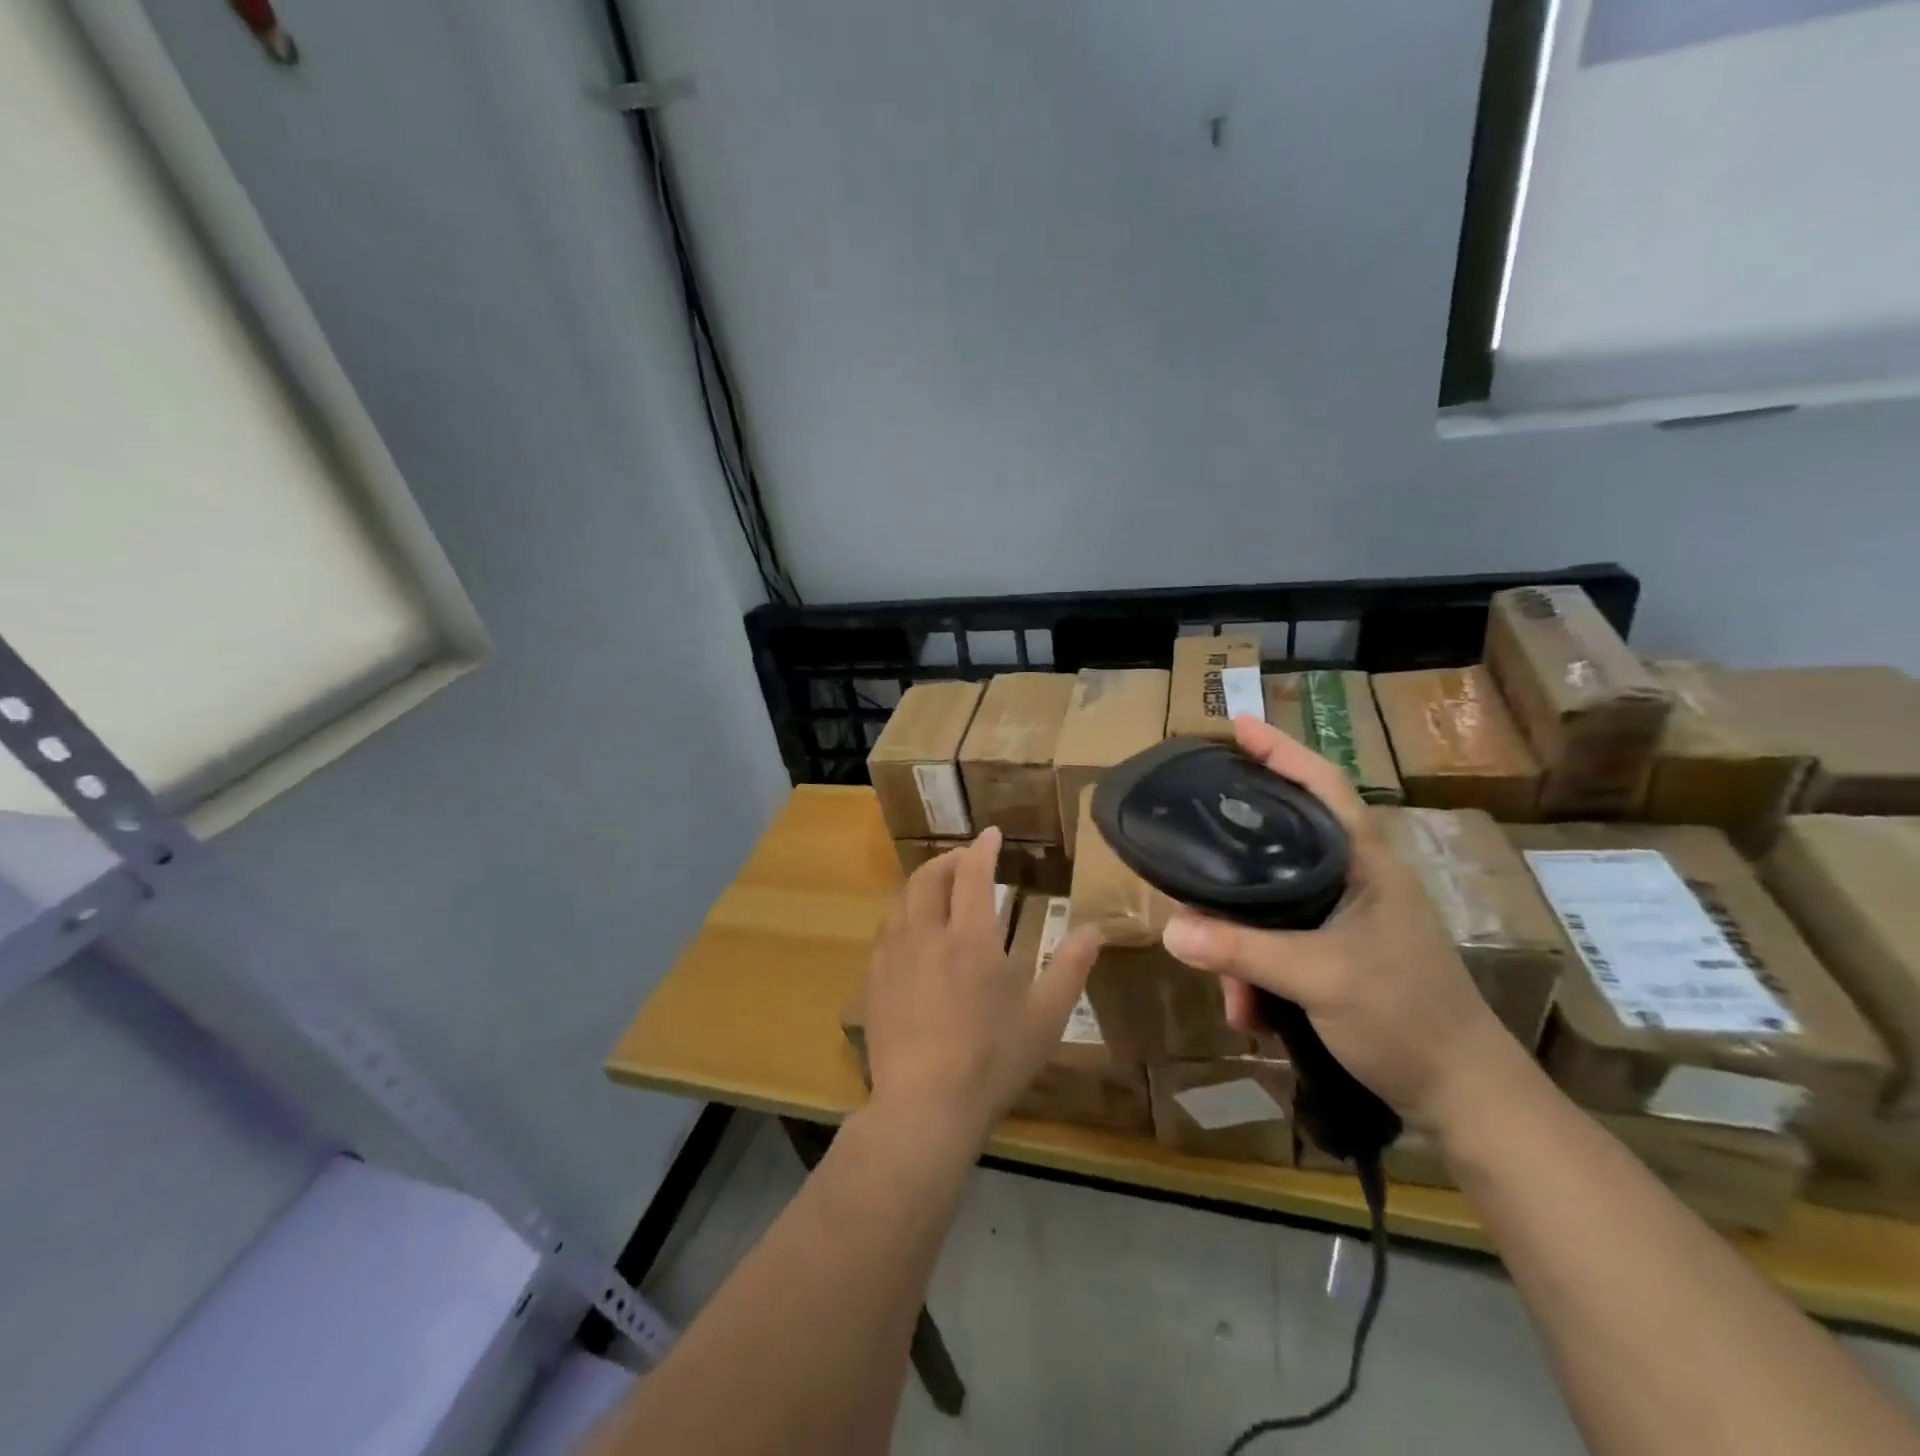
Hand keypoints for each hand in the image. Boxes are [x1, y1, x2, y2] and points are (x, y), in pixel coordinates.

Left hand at [863, 828, 1101, 1146]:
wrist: (924, 1107)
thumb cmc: (992, 1061)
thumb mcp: (1045, 1018)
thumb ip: (1071, 968)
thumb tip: (1095, 929)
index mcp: (971, 939)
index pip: (974, 874)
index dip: (983, 848)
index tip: (991, 834)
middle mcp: (927, 935)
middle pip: (930, 877)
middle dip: (949, 859)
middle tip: (967, 860)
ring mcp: (894, 956)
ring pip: (903, 899)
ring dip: (924, 883)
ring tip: (940, 889)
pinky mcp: (874, 980)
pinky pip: (886, 930)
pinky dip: (904, 914)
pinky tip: (912, 932)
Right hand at [1159, 715, 1515, 1132]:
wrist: (1464, 1096)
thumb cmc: (1405, 1016)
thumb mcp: (1318, 978)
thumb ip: (1242, 951)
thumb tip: (1169, 930)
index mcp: (1364, 863)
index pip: (1322, 785)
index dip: (1282, 750)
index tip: (1238, 724)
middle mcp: (1355, 880)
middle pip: (1281, 844)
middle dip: (1233, 870)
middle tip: (1192, 862)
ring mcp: (1348, 919)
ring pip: (1272, 906)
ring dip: (1242, 947)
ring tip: (1231, 994)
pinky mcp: (1341, 954)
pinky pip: (1280, 944)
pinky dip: (1258, 973)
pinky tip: (1250, 1011)